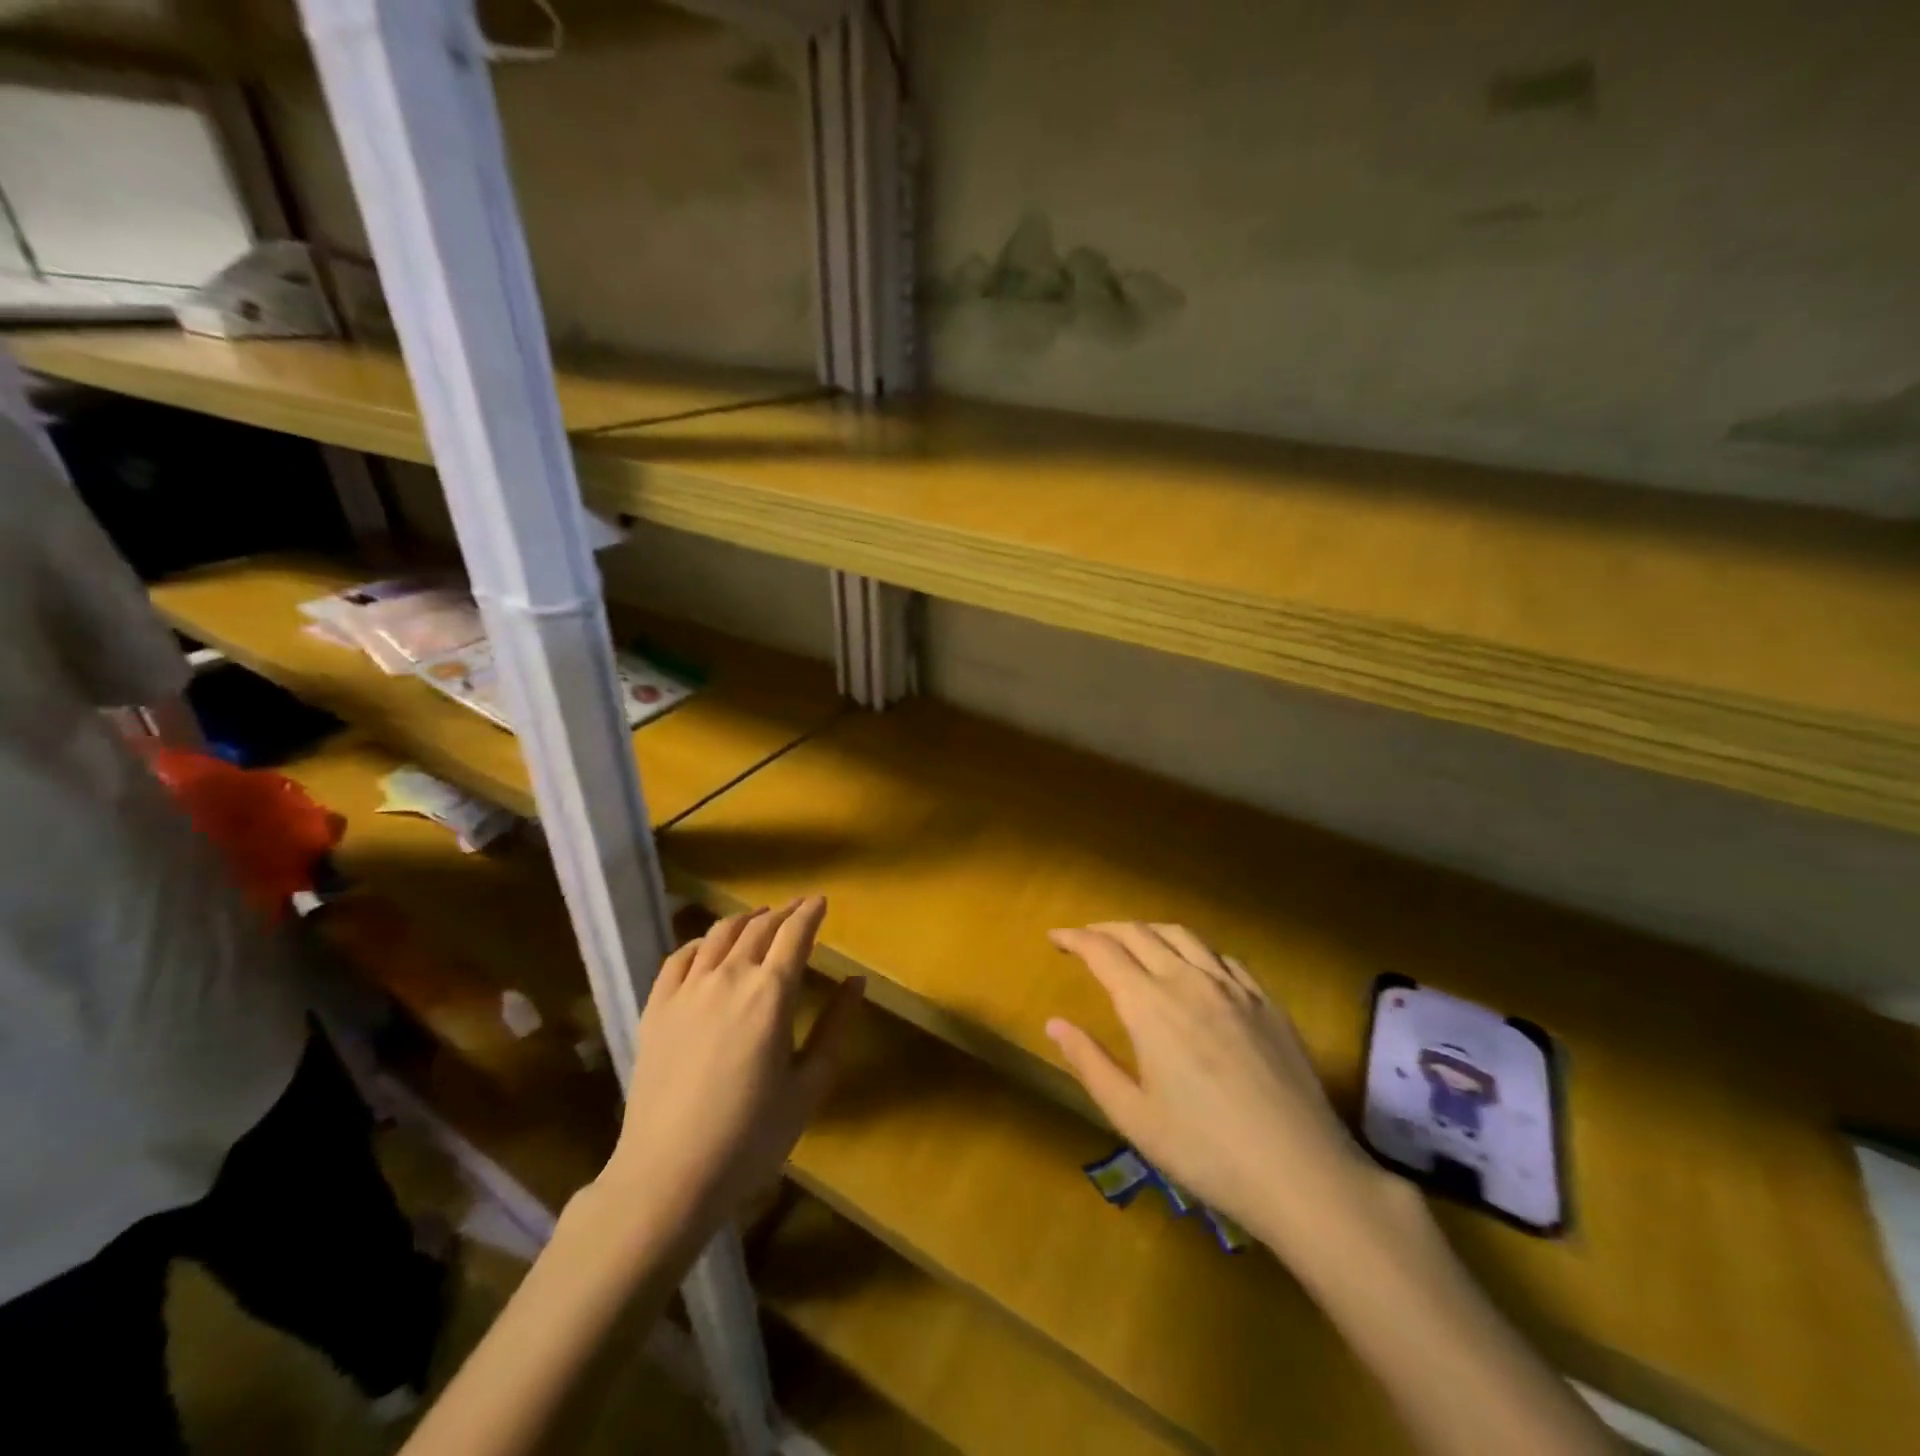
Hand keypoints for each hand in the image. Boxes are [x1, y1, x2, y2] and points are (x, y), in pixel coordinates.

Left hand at [605, 897, 862, 1237]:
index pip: (795, 934)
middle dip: (783, 912)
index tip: (821, 900)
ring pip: (719, 935)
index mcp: (771, 993)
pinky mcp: (655, 1008)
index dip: (810, 912)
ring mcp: (687, 990)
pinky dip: (700, 942)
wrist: (668, 1175)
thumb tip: (856, 981)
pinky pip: (679, 958)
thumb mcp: (809, 1085)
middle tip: (797, 908)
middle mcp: (729, 977)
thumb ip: (836, 1027)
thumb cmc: (751, 1136)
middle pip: (759, 927)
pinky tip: (707, 947)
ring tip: (758, 918)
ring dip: (745, 920)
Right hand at [1046, 922, 1384, 1254]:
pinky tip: (1195, 969)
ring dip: (1149, 930)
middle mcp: (1188, 981)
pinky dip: (1194, 951)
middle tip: (1086, 938)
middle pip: (1140, 933)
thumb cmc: (1206, 1151)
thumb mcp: (1134, 1117)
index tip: (1055, 936)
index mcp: (1149, 1006)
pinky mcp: (1266, 1001)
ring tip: (1134, 942)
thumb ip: (1090, 1063)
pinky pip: (1222, 957)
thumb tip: (1054, 1024)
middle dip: (1107, 929)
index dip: (1075, 938)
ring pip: (1183, 936)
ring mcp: (1233, 987)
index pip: (1103, 952)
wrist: (1301, 1172)